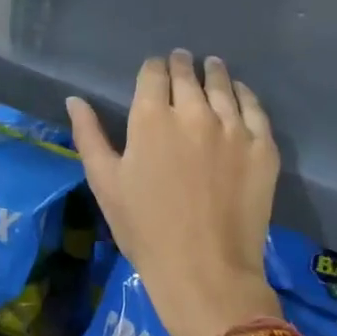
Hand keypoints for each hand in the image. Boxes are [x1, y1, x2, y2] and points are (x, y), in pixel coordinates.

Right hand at [68, 50, 282, 335]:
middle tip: (182, 61)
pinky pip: (255, 108)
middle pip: (187, 74)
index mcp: (152, 117)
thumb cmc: (146, 230)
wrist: (206, 273)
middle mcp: (194, 111)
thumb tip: (74, 99)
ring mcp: (232, 127)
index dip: (153, 67)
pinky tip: (240, 93)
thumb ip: (89, 135)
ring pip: (222, 84)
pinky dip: (245, 95)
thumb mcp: (105, 183)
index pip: (154, 73)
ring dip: (213, 72)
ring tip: (211, 66)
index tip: (155, 69)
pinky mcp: (262, 147)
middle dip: (182, 64)